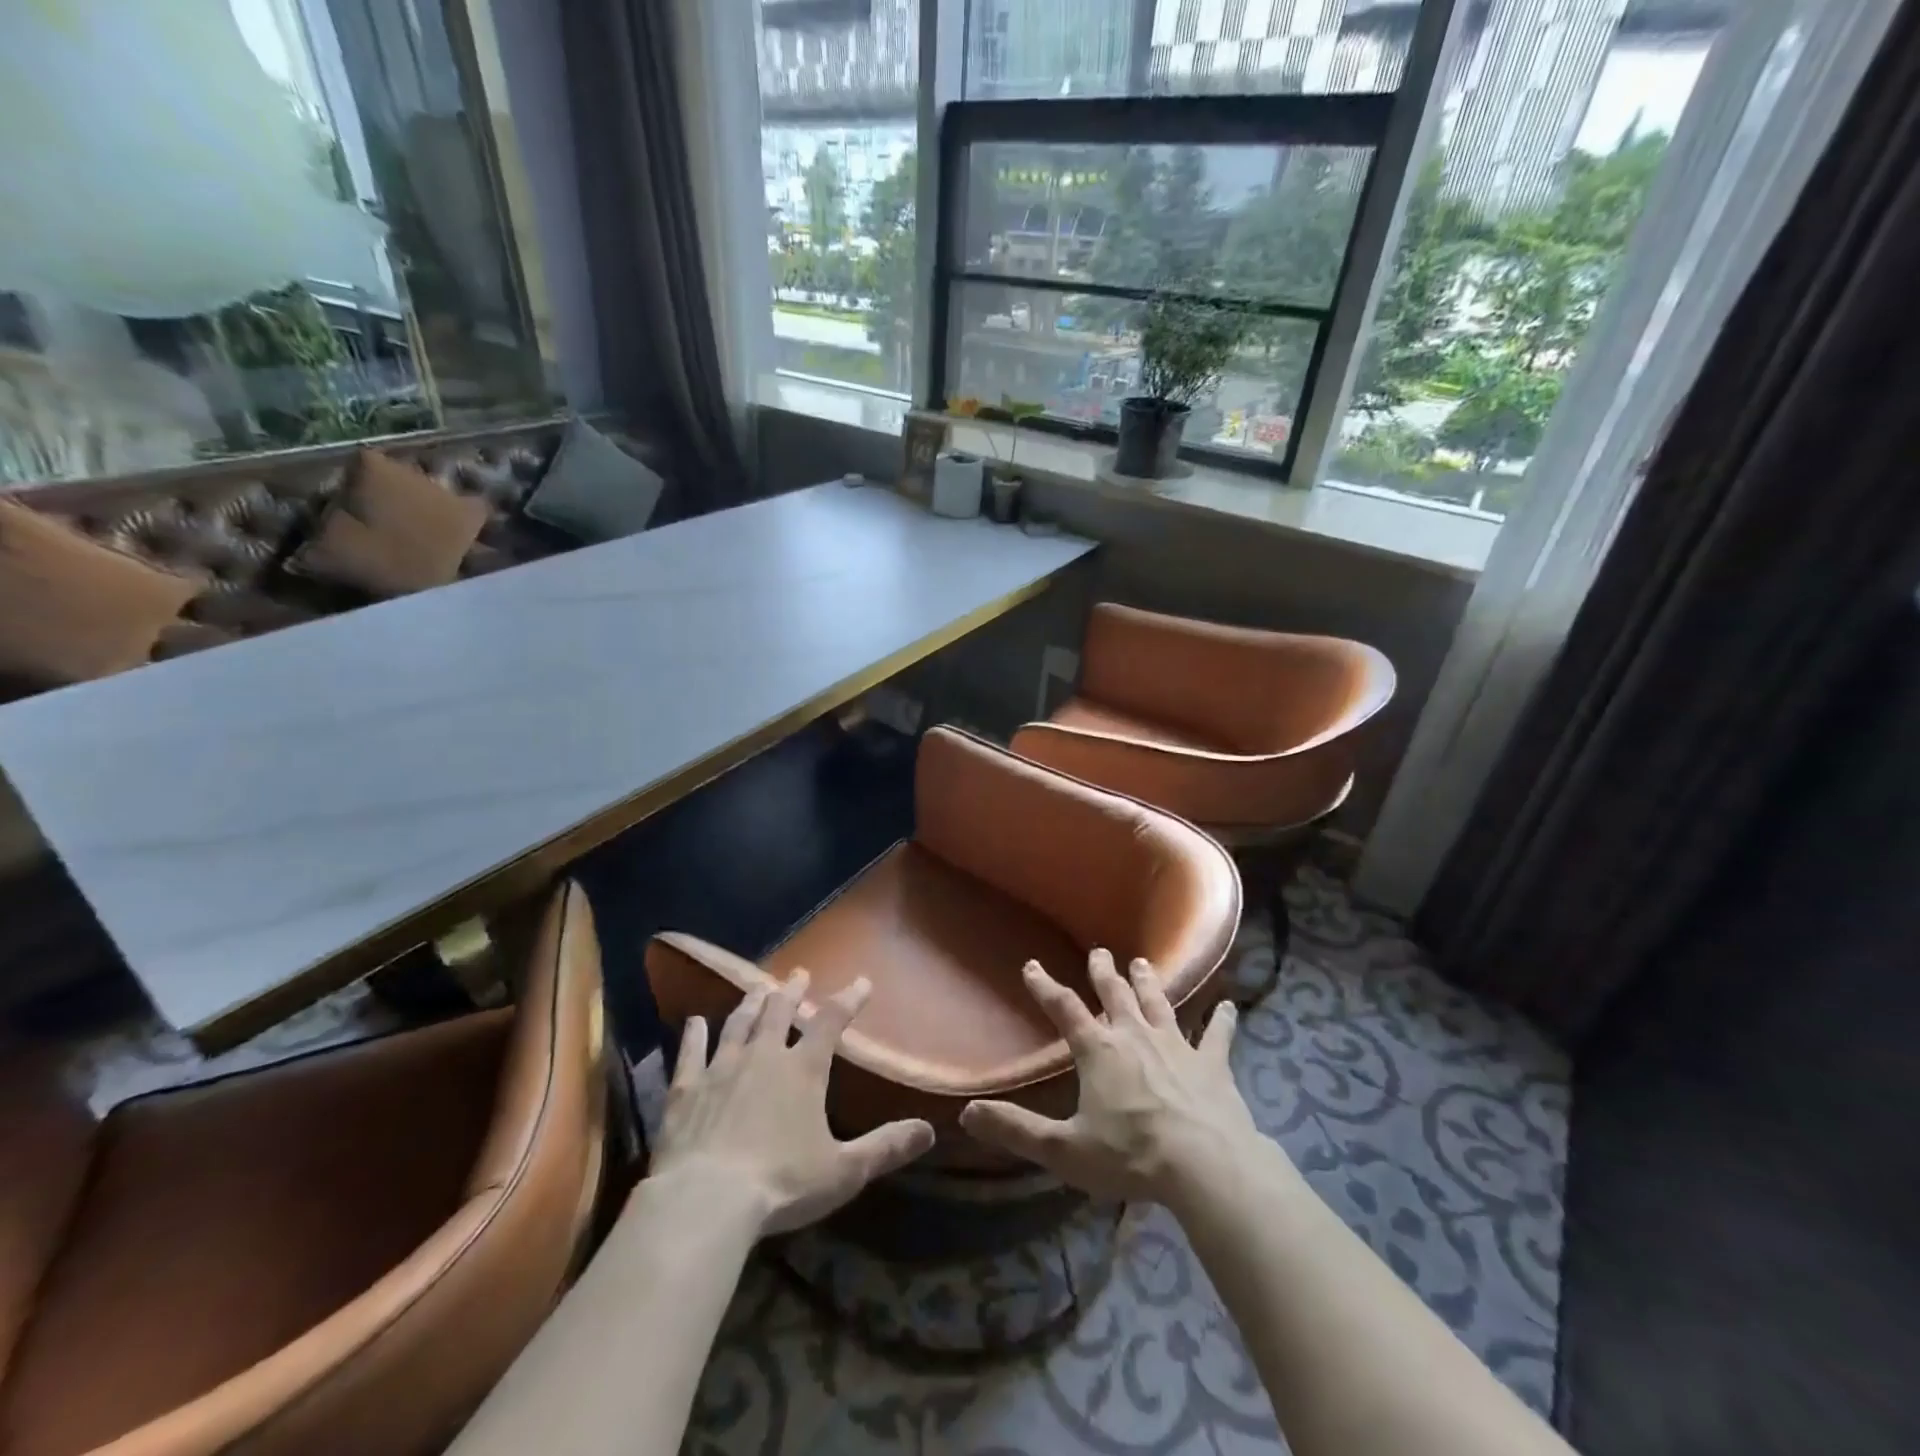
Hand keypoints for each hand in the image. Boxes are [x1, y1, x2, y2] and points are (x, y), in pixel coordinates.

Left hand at [649, 971, 935, 1236]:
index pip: (831, 1023)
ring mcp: (721, 1068)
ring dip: (751, 1004)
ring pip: (738, 1024)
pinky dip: (694, 1035)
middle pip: (779, 1012)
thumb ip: (885, 1147)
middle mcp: (763, 1056)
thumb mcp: (843, 1170)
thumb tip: (929, 1131)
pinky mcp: (686, 1089)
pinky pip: (690, 1053)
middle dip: (792, 991)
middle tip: (798, 975)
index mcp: (803, 1070)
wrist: (705, 1200)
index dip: (848, 1000)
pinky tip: (694, 1022)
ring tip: (758, 988)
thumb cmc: (782, 1183)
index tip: (861, 982)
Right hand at [959, 950, 1260, 1207]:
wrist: (1206, 1165)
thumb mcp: (1064, 1150)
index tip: (1032, 966)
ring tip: (1143, 964)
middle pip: (1115, 995)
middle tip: (1100, 953)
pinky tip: (1230, 1006)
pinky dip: (1223, 1020)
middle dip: (1104, 972)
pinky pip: (1217, 1035)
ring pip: (1159, 1004)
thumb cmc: (1131, 1156)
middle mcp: (1135, 1036)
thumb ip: (1016, 1130)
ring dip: (1149, 984)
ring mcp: (1176, 1045)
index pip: (1064, 1009)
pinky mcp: (1212, 1063)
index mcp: (1098, 1051)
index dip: (1045, 986)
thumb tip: (967, 1114)